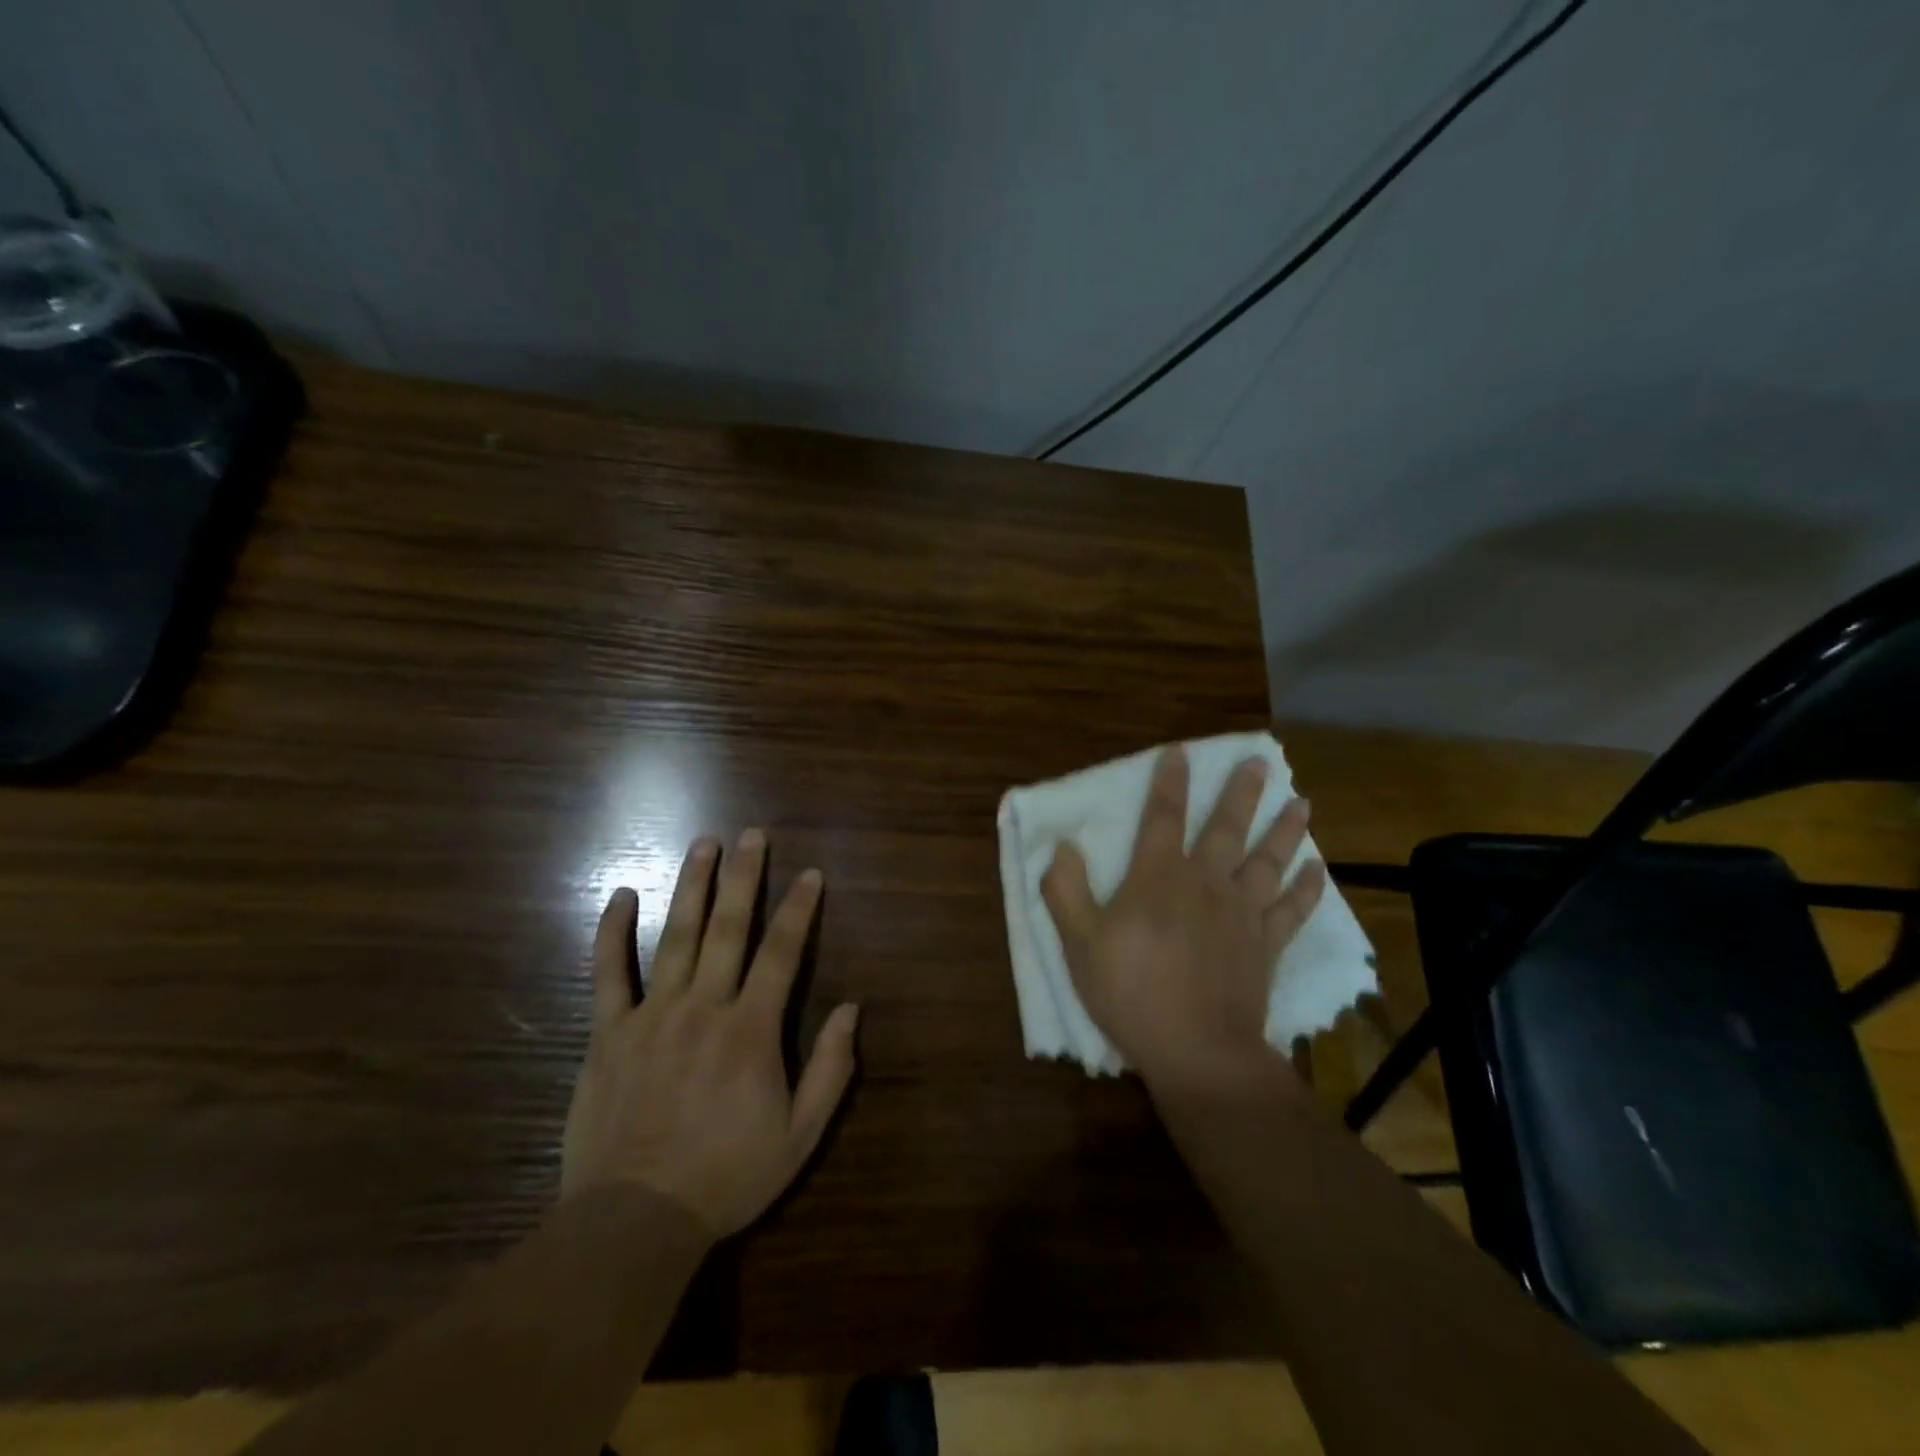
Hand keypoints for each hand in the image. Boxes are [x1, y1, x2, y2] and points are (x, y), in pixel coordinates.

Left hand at [560, 830, 859, 1236]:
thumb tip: (852, 1008)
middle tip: (752, 835)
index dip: (798, 908)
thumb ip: (831, 1070)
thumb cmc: (727, 1176)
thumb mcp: (800, 1135)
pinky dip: (612, 932)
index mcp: (751, 1029)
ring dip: (692, 886)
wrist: (635, 1220)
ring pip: (675, 936)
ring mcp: (652, 1016)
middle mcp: (704, 1008)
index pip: (782, 952)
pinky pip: (608, 974)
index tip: (809, 873)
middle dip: (744, 877)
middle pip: (728, 928)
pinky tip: (620, 895)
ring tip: (703, 844)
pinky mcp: (609, 1034)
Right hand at [1042, 747, 1324, 1099]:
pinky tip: (1318, 871)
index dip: (1169, 782)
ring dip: (1285, 830)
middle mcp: (1205, 883)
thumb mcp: (1079, 944)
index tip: (1181, 752)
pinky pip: (1292, 910)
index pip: (1163, 817)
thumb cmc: (1131, 994)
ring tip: (1301, 803)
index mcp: (1158, 878)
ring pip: (1268, 861)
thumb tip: (1064, 845)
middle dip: (1241, 793)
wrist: (1197, 1050)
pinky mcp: (1266, 945)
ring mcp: (1242, 913)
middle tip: (1260, 761)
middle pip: (1227, 828)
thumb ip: (1066, 891)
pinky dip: (1308, 889)